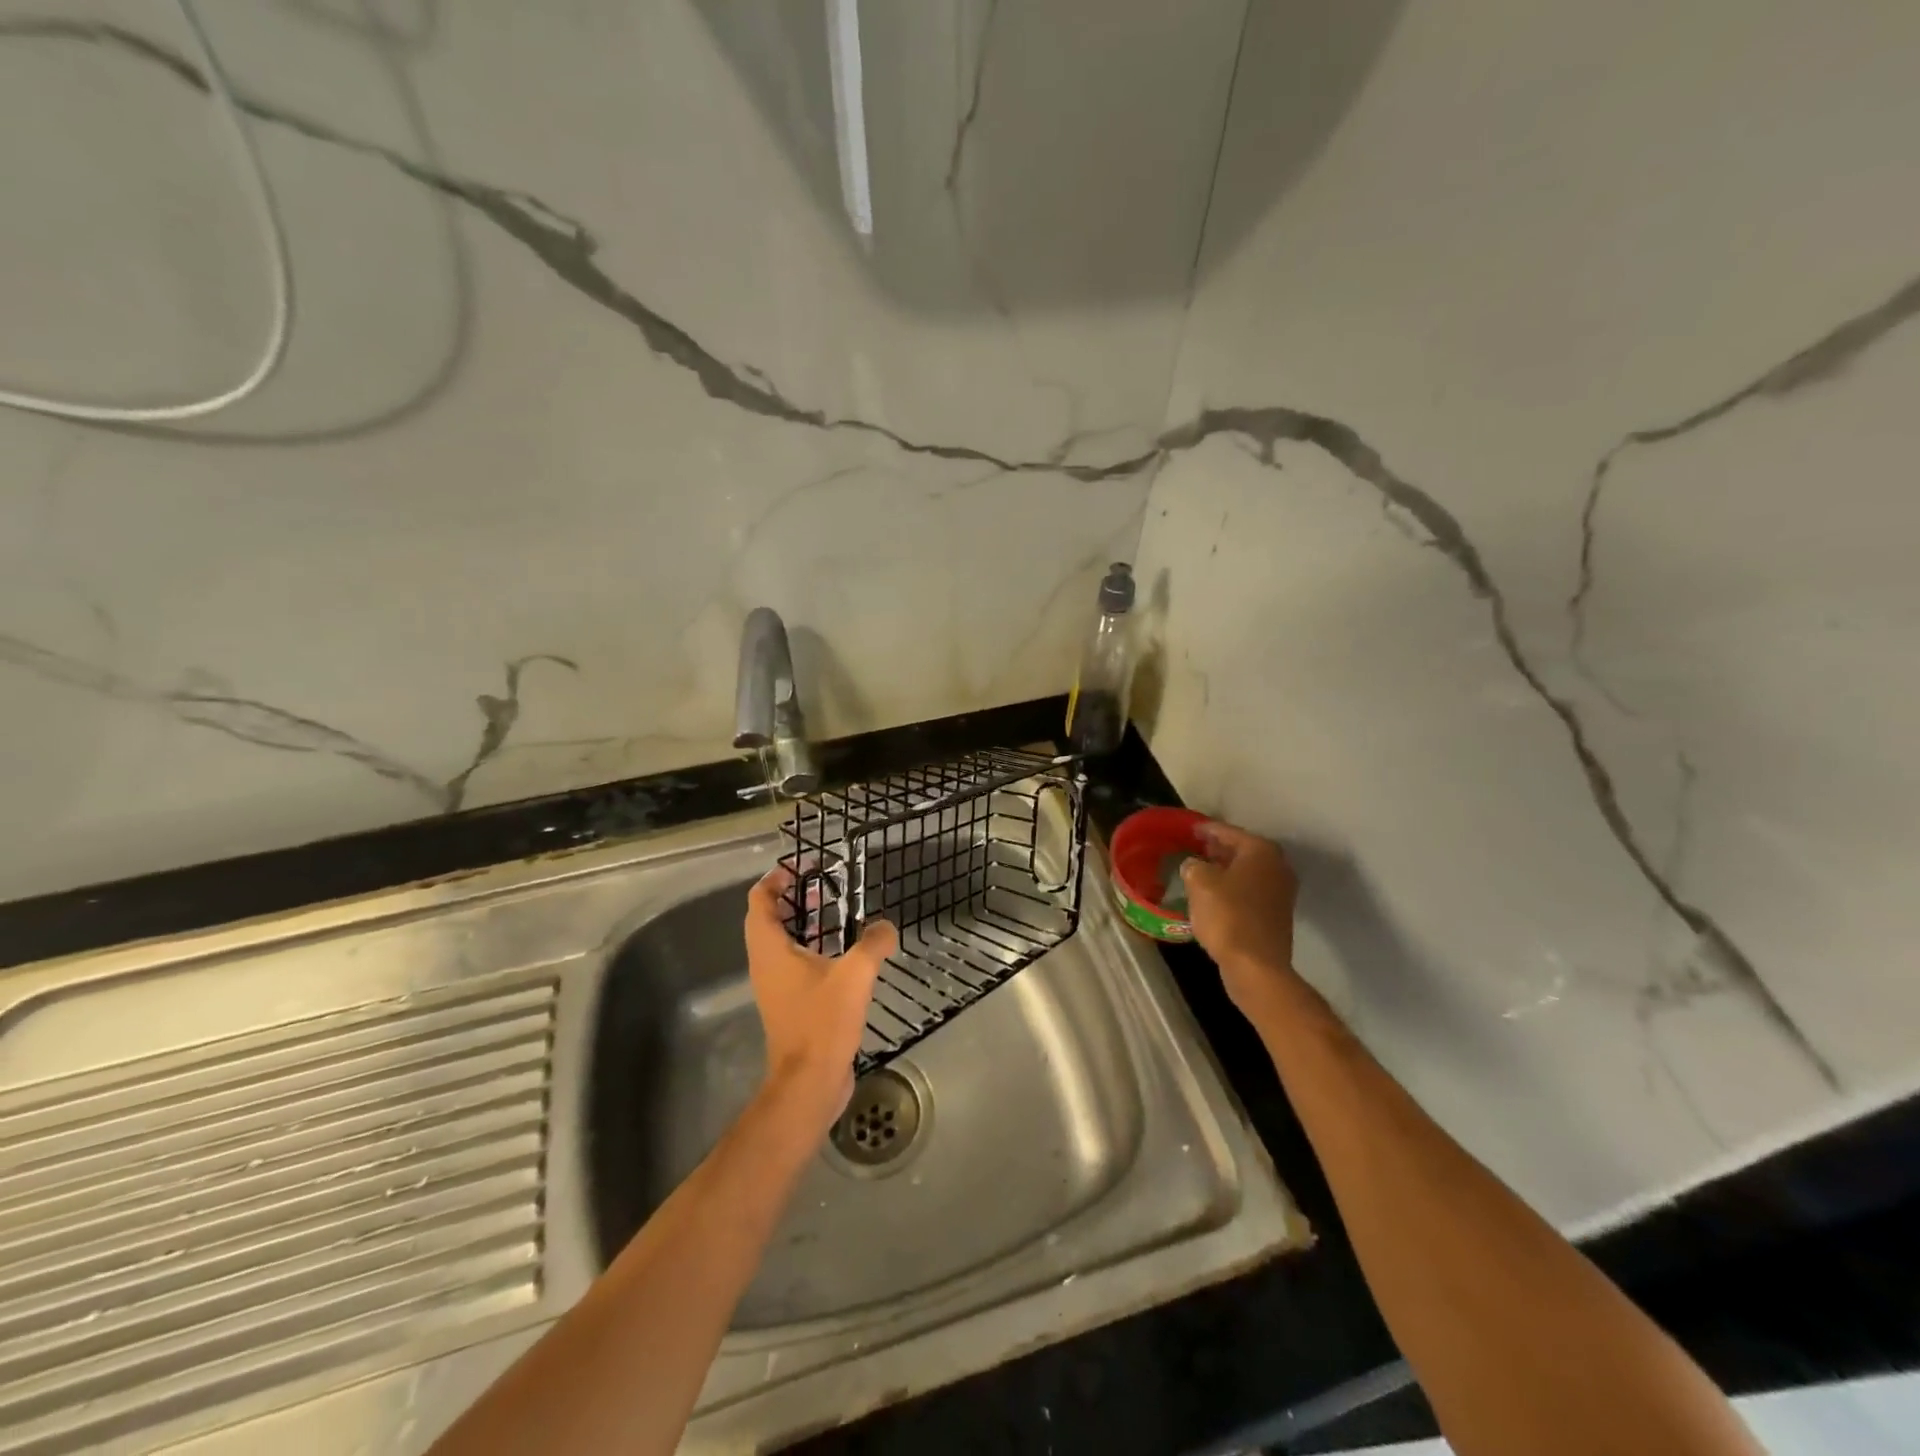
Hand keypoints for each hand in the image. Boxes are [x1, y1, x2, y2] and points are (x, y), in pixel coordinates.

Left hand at [744, 865, 897, 1133]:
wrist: (810, 1081)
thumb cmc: (822, 1021)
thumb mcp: (854, 976)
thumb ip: (873, 944)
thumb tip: (887, 926)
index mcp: (770, 950)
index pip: (759, 901)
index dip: (775, 879)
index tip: (800, 868)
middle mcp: (765, 964)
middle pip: (767, 919)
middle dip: (791, 898)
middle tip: (821, 886)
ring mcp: (776, 986)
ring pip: (780, 942)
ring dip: (801, 924)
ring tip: (832, 913)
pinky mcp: (789, 1003)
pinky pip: (794, 964)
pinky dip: (810, 948)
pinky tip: (842, 954)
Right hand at [1180, 822, 1301, 1022]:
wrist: (1255, 966)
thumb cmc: (1227, 916)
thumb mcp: (1199, 882)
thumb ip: (1193, 865)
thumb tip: (1195, 865)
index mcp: (1261, 851)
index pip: (1228, 831)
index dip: (1206, 829)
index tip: (1189, 828)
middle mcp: (1277, 866)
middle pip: (1242, 850)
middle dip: (1218, 849)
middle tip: (1194, 847)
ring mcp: (1281, 892)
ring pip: (1246, 872)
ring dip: (1225, 870)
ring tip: (1199, 870)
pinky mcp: (1276, 915)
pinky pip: (1249, 891)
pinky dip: (1232, 888)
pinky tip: (1213, 895)